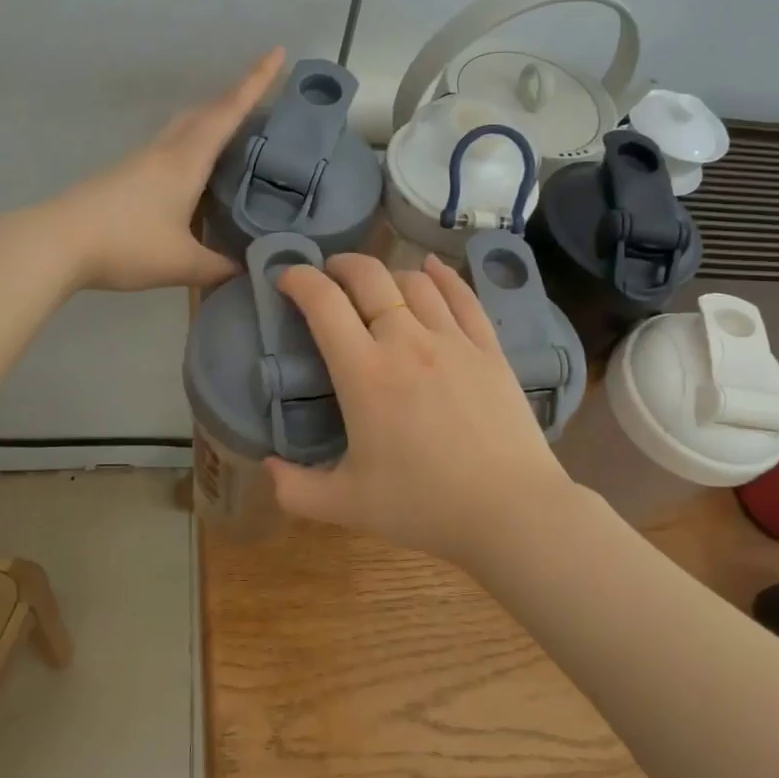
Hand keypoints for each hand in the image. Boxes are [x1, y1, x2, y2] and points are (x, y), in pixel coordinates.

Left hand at [45, 49, 285, 291]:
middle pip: (206, 111)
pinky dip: (194, 145)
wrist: (57, 243)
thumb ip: (219, 267)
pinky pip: (171, 147)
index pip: (228, 111)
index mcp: (186, 160)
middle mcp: (166, 150)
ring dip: (212, 120)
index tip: (277, 51)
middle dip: (237, 98)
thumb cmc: (126, 245)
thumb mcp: (182, 263)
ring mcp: (142, 160)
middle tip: (265, 99)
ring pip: (185, 126)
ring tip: (237, 135)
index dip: (256, 82)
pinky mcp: (126, 174)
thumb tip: (250, 268)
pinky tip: (198, 173)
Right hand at [265, 252, 580, 567]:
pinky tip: (432, 268)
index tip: (286, 278)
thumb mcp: (346, 506)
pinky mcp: (489, 349)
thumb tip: (267, 467)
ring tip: (375, 284)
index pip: (324, 303)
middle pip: (369, 277)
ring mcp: (453, 341)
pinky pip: (464, 296)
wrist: (510, 512)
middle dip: (341, 265)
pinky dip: (443, 275)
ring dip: (387, 273)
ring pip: (415, 282)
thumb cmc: (424, 506)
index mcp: (365, 373)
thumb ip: (295, 489)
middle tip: (328, 274)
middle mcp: (407, 341)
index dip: (299, 280)